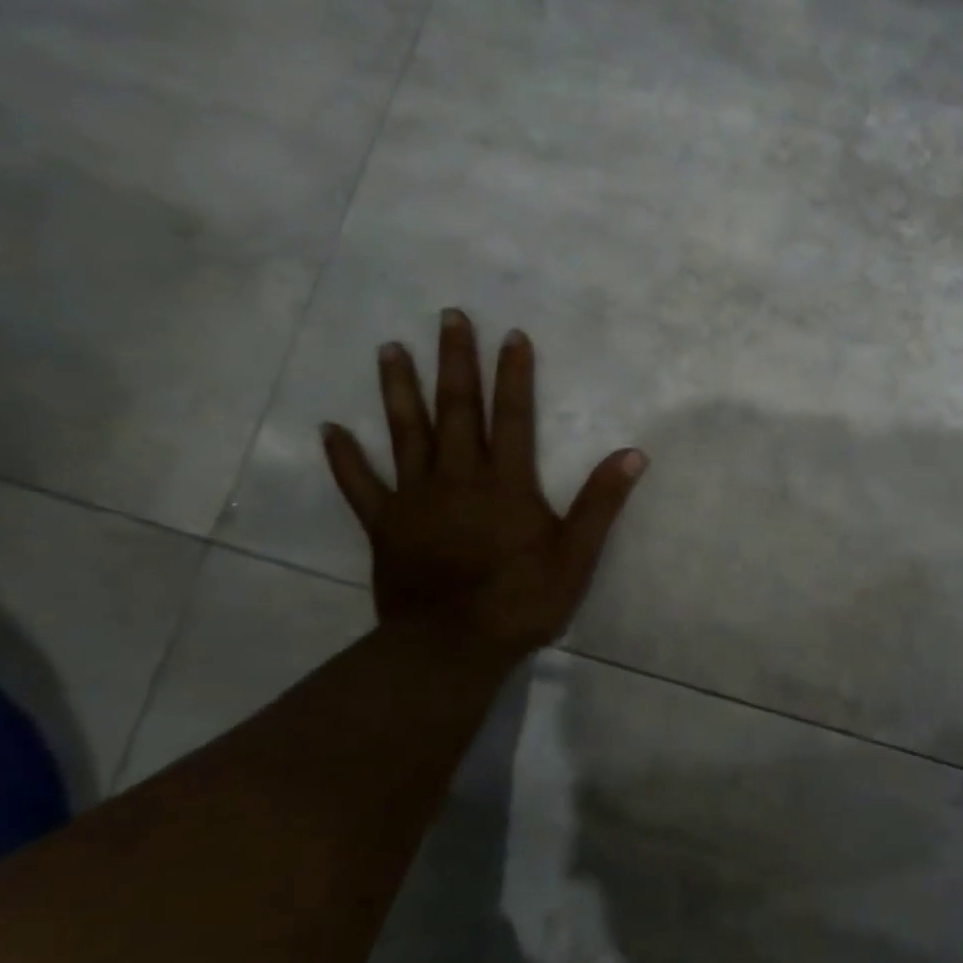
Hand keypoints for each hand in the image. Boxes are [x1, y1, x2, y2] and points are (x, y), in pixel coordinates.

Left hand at [321, 311, 645, 658]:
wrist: (452, 646)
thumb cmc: (521, 600)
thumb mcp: (576, 554)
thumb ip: (601, 502)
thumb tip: (633, 453)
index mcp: (505, 483)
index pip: (512, 416)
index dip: (513, 374)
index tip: (511, 335)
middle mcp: (457, 478)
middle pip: (456, 410)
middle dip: (455, 362)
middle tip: (448, 317)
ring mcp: (415, 499)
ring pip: (406, 433)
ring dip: (399, 389)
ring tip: (390, 349)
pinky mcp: (385, 525)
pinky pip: (360, 485)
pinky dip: (345, 457)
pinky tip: (330, 428)